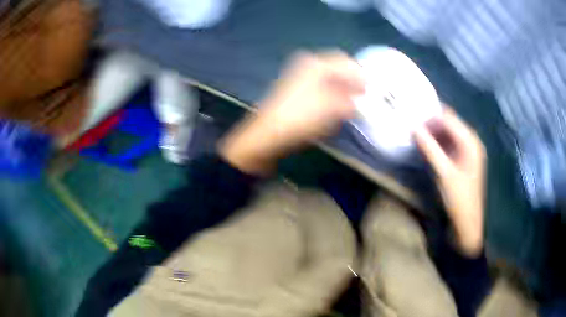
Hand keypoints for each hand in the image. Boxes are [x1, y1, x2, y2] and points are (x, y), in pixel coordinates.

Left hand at [221, 51, 364, 173]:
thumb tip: (356, 102)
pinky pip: (318, 85)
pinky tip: (335, 104)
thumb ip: (349, 102)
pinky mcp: (293, 89)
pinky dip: (330, 92)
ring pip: (326, 77)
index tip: (370, 88)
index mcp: (316, 64)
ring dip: (341, 86)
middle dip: (351, 79)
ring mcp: (298, 76)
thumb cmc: (301, 118)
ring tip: (353, 100)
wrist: (267, 134)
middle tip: (363, 93)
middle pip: (335, 68)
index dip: (359, 74)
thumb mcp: (332, 109)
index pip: (344, 62)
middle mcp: (306, 65)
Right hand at [414, 108, 485, 256]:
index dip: (431, 117)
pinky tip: (427, 148)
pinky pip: (449, 144)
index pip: (449, 119)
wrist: (468, 223)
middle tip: (412, 129)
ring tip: (417, 137)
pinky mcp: (463, 160)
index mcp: (470, 142)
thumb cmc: (459, 198)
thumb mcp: (444, 173)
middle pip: (450, 124)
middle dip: (431, 124)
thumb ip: (430, 149)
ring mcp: (468, 151)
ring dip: (434, 134)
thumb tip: (413, 128)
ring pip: (449, 134)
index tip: (412, 120)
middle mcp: (471, 142)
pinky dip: (438, 143)